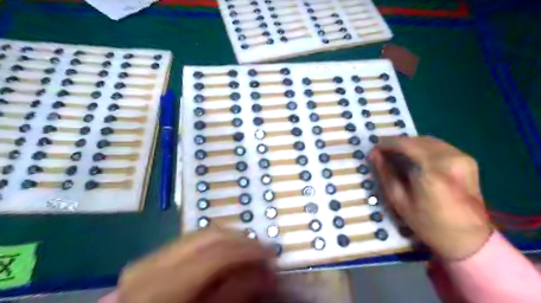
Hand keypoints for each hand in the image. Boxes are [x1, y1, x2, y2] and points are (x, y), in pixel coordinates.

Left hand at [120, 227, 275, 302]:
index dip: (248, 250)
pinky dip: (213, 245)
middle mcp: (153, 264)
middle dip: (241, 241)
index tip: (271, 254)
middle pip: (210, 236)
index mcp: (162, 287)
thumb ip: (235, 295)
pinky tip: (224, 256)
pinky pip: (192, 242)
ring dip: (229, 241)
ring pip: (202, 235)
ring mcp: (150, 258)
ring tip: (247, 254)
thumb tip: (268, 272)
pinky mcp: (152, 258)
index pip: (217, 253)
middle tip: (262, 252)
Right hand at [370, 137, 493, 259]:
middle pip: (416, 140)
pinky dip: (422, 148)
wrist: (468, 238)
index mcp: (432, 172)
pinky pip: (438, 145)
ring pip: (427, 140)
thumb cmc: (428, 223)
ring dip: (409, 145)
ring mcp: (462, 157)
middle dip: (397, 144)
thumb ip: (386, 173)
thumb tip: (374, 154)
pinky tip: (414, 158)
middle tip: (383, 153)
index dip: (387, 144)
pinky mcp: (467, 159)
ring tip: (396, 155)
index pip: (405, 145)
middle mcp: (450, 159)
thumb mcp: (399, 201)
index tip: (375, 149)